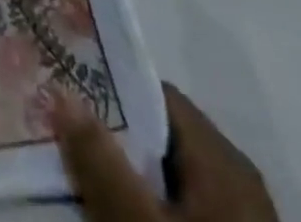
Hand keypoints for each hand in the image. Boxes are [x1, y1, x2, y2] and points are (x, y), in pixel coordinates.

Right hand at [55, 84, 276, 220]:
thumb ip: (99, 160)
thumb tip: (62, 92)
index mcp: (223, 161)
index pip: (157, 97)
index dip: (111, 93)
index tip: (69, 98)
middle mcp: (238, 183)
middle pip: (163, 140)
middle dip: (115, 140)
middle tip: (67, 143)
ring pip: (171, 181)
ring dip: (129, 179)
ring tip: (86, 186)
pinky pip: (184, 214)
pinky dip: (150, 212)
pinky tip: (121, 221)